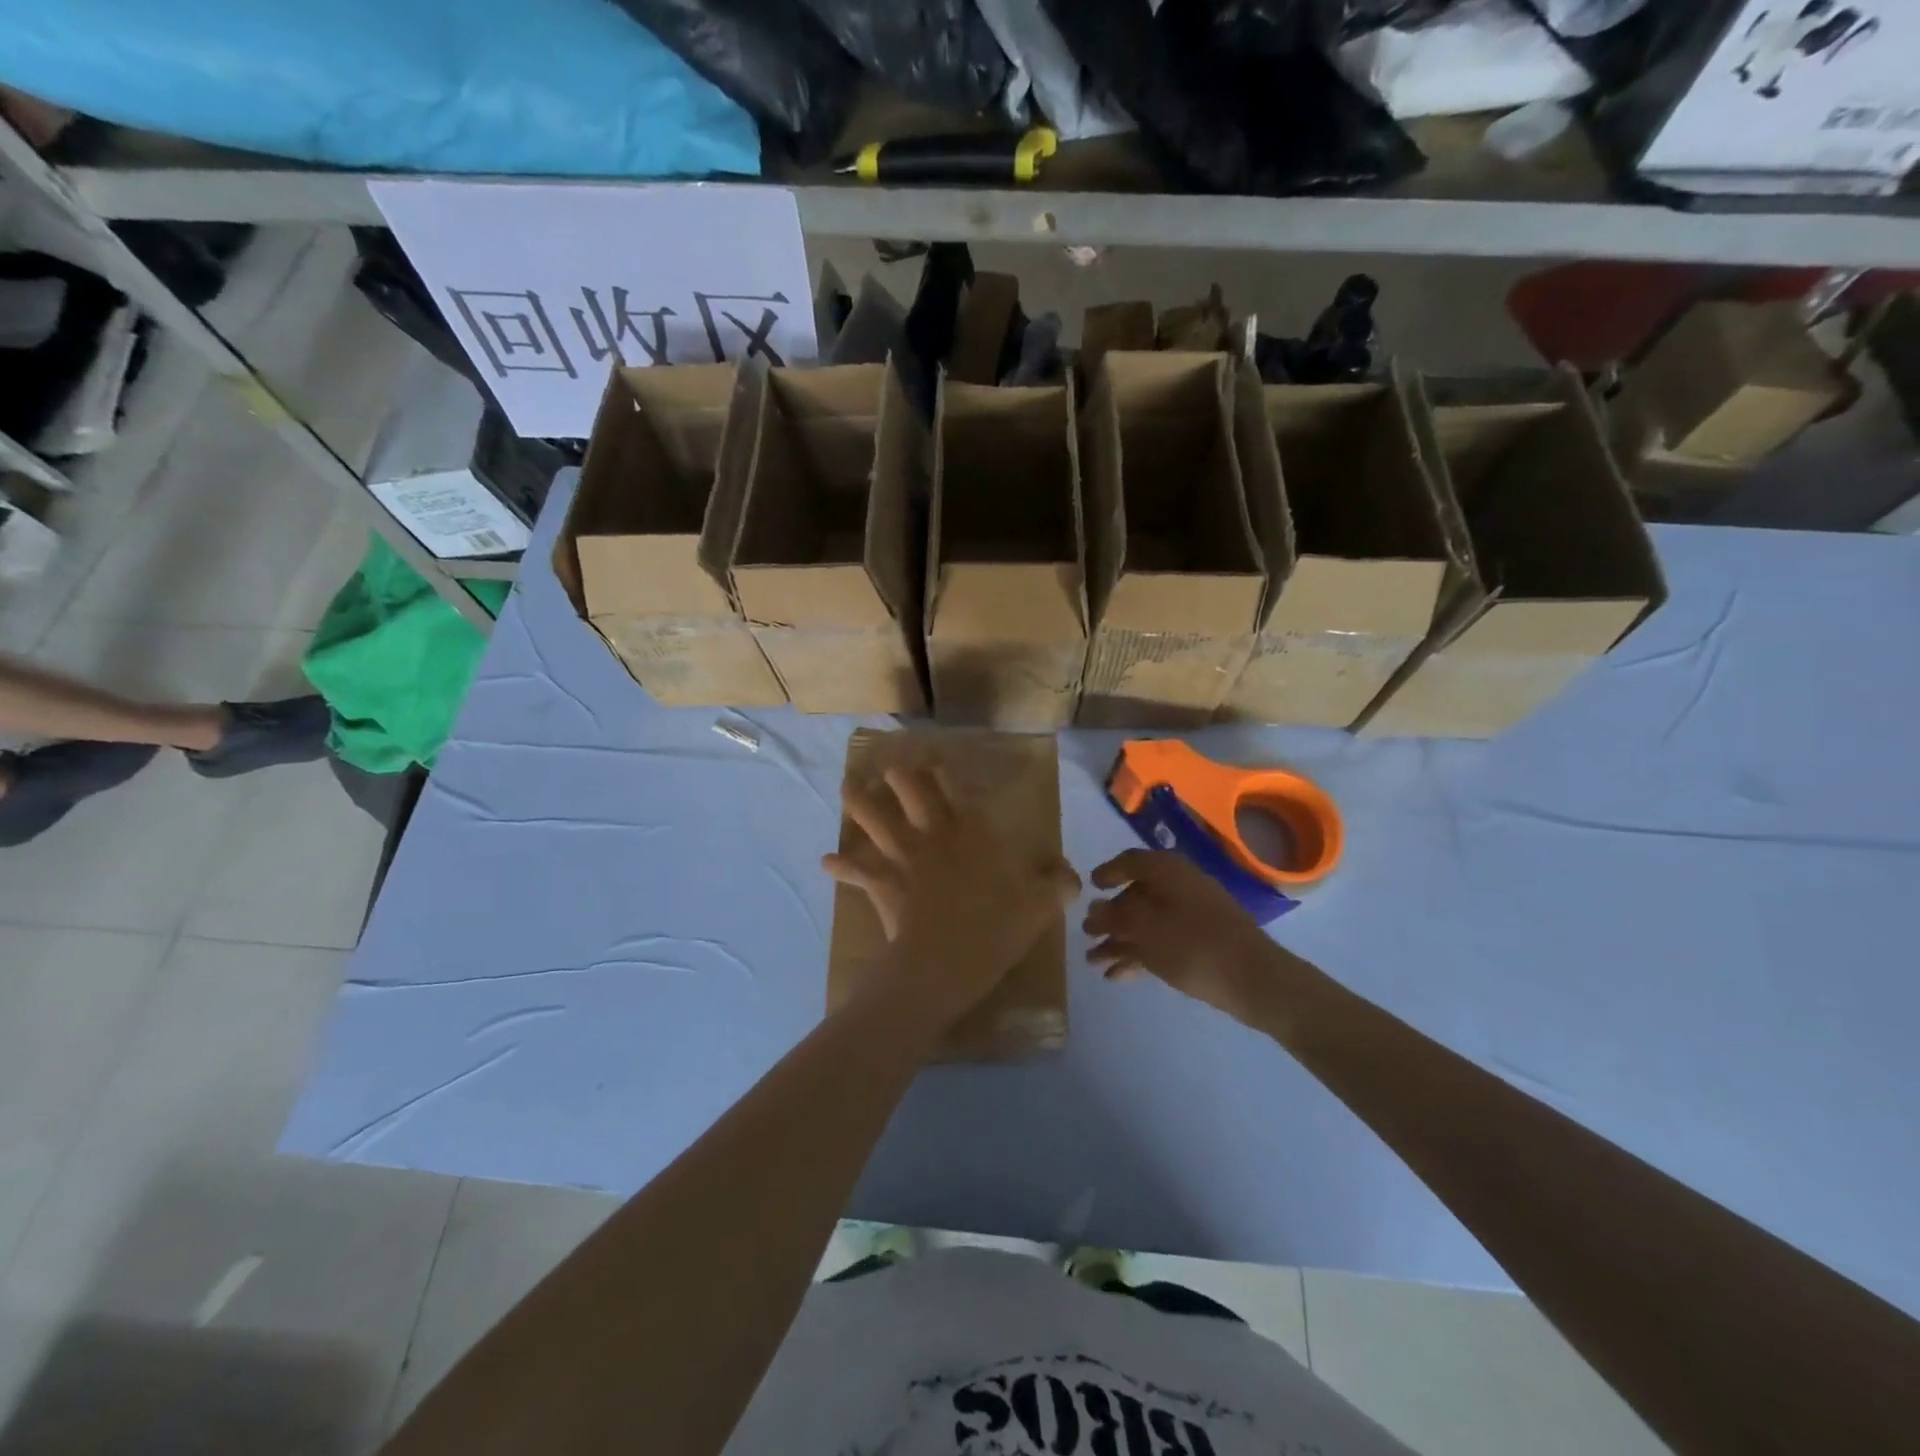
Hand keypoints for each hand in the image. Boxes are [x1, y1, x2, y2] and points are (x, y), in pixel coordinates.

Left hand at [824, 766, 1079, 1038]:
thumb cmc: (994, 929)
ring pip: (873, 817)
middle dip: (899, 774)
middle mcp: (932, 834)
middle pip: (908, 790)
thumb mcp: (1040, 907)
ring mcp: (901, 856)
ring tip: (848, 787)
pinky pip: (854, 869)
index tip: (936, 759)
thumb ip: (1058, 885)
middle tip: (890, 765)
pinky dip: (840, 865)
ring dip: (858, 801)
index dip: (943, 770)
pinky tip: (826, 862)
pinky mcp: (879, 882)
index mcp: (970, 832)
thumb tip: (1072, 876)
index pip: (954, 788)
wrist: (943, 964)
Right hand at [1084, 849, 1285, 1021]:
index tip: (1089, 887)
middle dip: (1109, 916)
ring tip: (1093, 962)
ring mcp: (1193, 914)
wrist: (1255, 980)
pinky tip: (1117, 976)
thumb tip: (1095, 910)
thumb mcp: (1145, 930)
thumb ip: (1115, 918)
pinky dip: (1139, 954)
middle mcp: (1180, 886)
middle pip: (1136, 895)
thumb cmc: (1194, 945)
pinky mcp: (1201, 941)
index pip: (1130, 861)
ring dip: (1119, 940)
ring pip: (1147, 922)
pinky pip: (1161, 940)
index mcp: (1168, 871)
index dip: (1107, 872)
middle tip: (1086, 933)